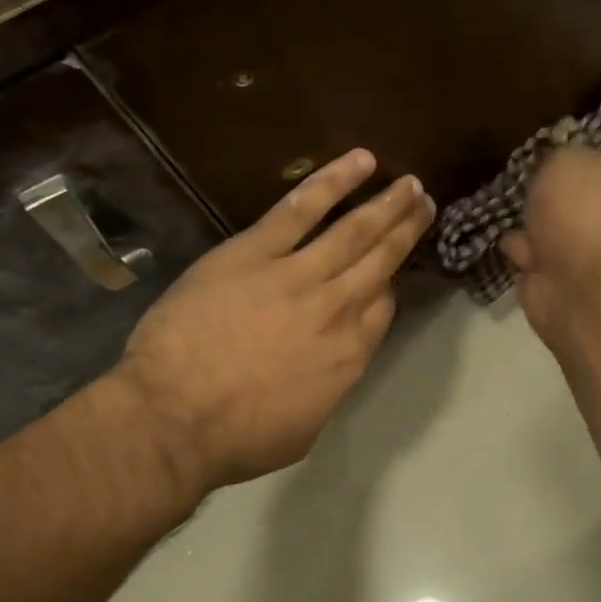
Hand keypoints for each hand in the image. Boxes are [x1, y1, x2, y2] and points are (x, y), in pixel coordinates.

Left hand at [107, 151, 433, 492]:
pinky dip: (334, 181)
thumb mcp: (304, 429)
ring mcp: (298, 276)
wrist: (174, 419)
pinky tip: (361, 162)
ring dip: (386, 204)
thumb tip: (331, 367)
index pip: (383, 308)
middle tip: (426, 203)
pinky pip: (302, 208)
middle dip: (407, 230)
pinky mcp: (255, 252)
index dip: (390, 284)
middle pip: (382, 261)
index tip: (392, 271)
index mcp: (350, 355)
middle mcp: (338, 310)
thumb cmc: (237, 439)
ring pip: (354, 231)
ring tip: (410, 185)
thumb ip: (328, 389)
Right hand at [500, 146, 600, 335]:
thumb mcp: (568, 159)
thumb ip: (562, 156)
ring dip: (533, 222)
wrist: (581, 286)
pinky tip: (508, 240)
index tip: (564, 141)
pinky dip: (520, 251)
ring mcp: (590, 250)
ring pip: (555, 226)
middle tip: (529, 177)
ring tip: (511, 208)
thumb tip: (562, 166)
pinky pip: (535, 256)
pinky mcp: (562, 279)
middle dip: (554, 188)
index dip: (593, 144)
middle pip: (582, 192)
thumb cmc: (585, 212)